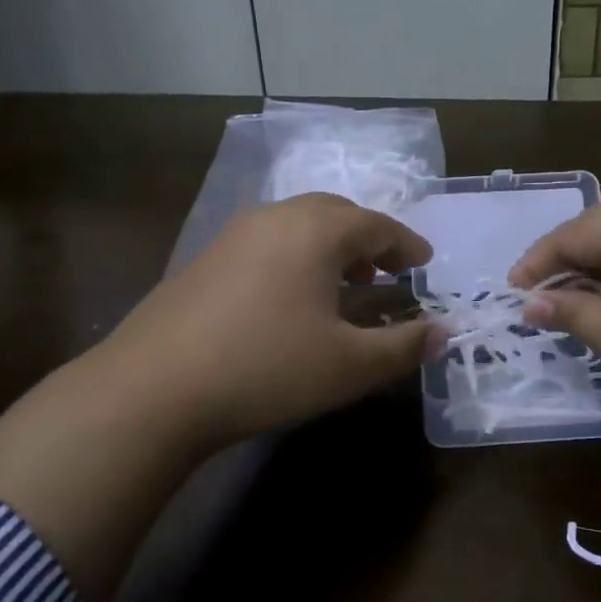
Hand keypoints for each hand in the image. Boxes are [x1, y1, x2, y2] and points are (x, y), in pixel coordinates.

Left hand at [93, 192, 436, 455]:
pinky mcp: (206, 258)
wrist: (155, 387)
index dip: (406, 244)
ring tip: (346, 283)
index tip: (425, 262)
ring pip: (298, 224)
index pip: (376, 225)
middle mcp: (275, 218)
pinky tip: (292, 296)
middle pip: (336, 213)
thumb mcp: (349, 365)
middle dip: (369, 238)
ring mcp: (234, 234)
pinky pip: (269, 241)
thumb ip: (403, 346)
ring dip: (331, 246)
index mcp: (316, 230)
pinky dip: (296, 256)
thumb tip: (445, 333)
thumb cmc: (267, 368)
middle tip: (389, 270)